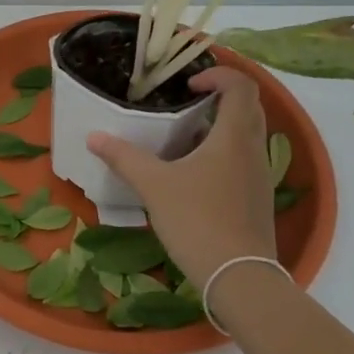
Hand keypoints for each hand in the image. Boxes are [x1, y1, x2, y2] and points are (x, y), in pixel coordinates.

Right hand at [86, 66, 275, 285]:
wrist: (240, 279)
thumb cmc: (198, 221)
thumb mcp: (154, 186)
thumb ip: (124, 157)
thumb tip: (94, 136)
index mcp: (234, 136)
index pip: (241, 86)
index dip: (218, 75)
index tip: (189, 85)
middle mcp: (253, 150)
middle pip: (249, 107)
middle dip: (220, 97)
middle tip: (187, 102)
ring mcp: (260, 177)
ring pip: (247, 135)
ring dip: (221, 126)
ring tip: (184, 137)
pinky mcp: (258, 200)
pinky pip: (244, 160)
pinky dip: (224, 152)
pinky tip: (194, 174)